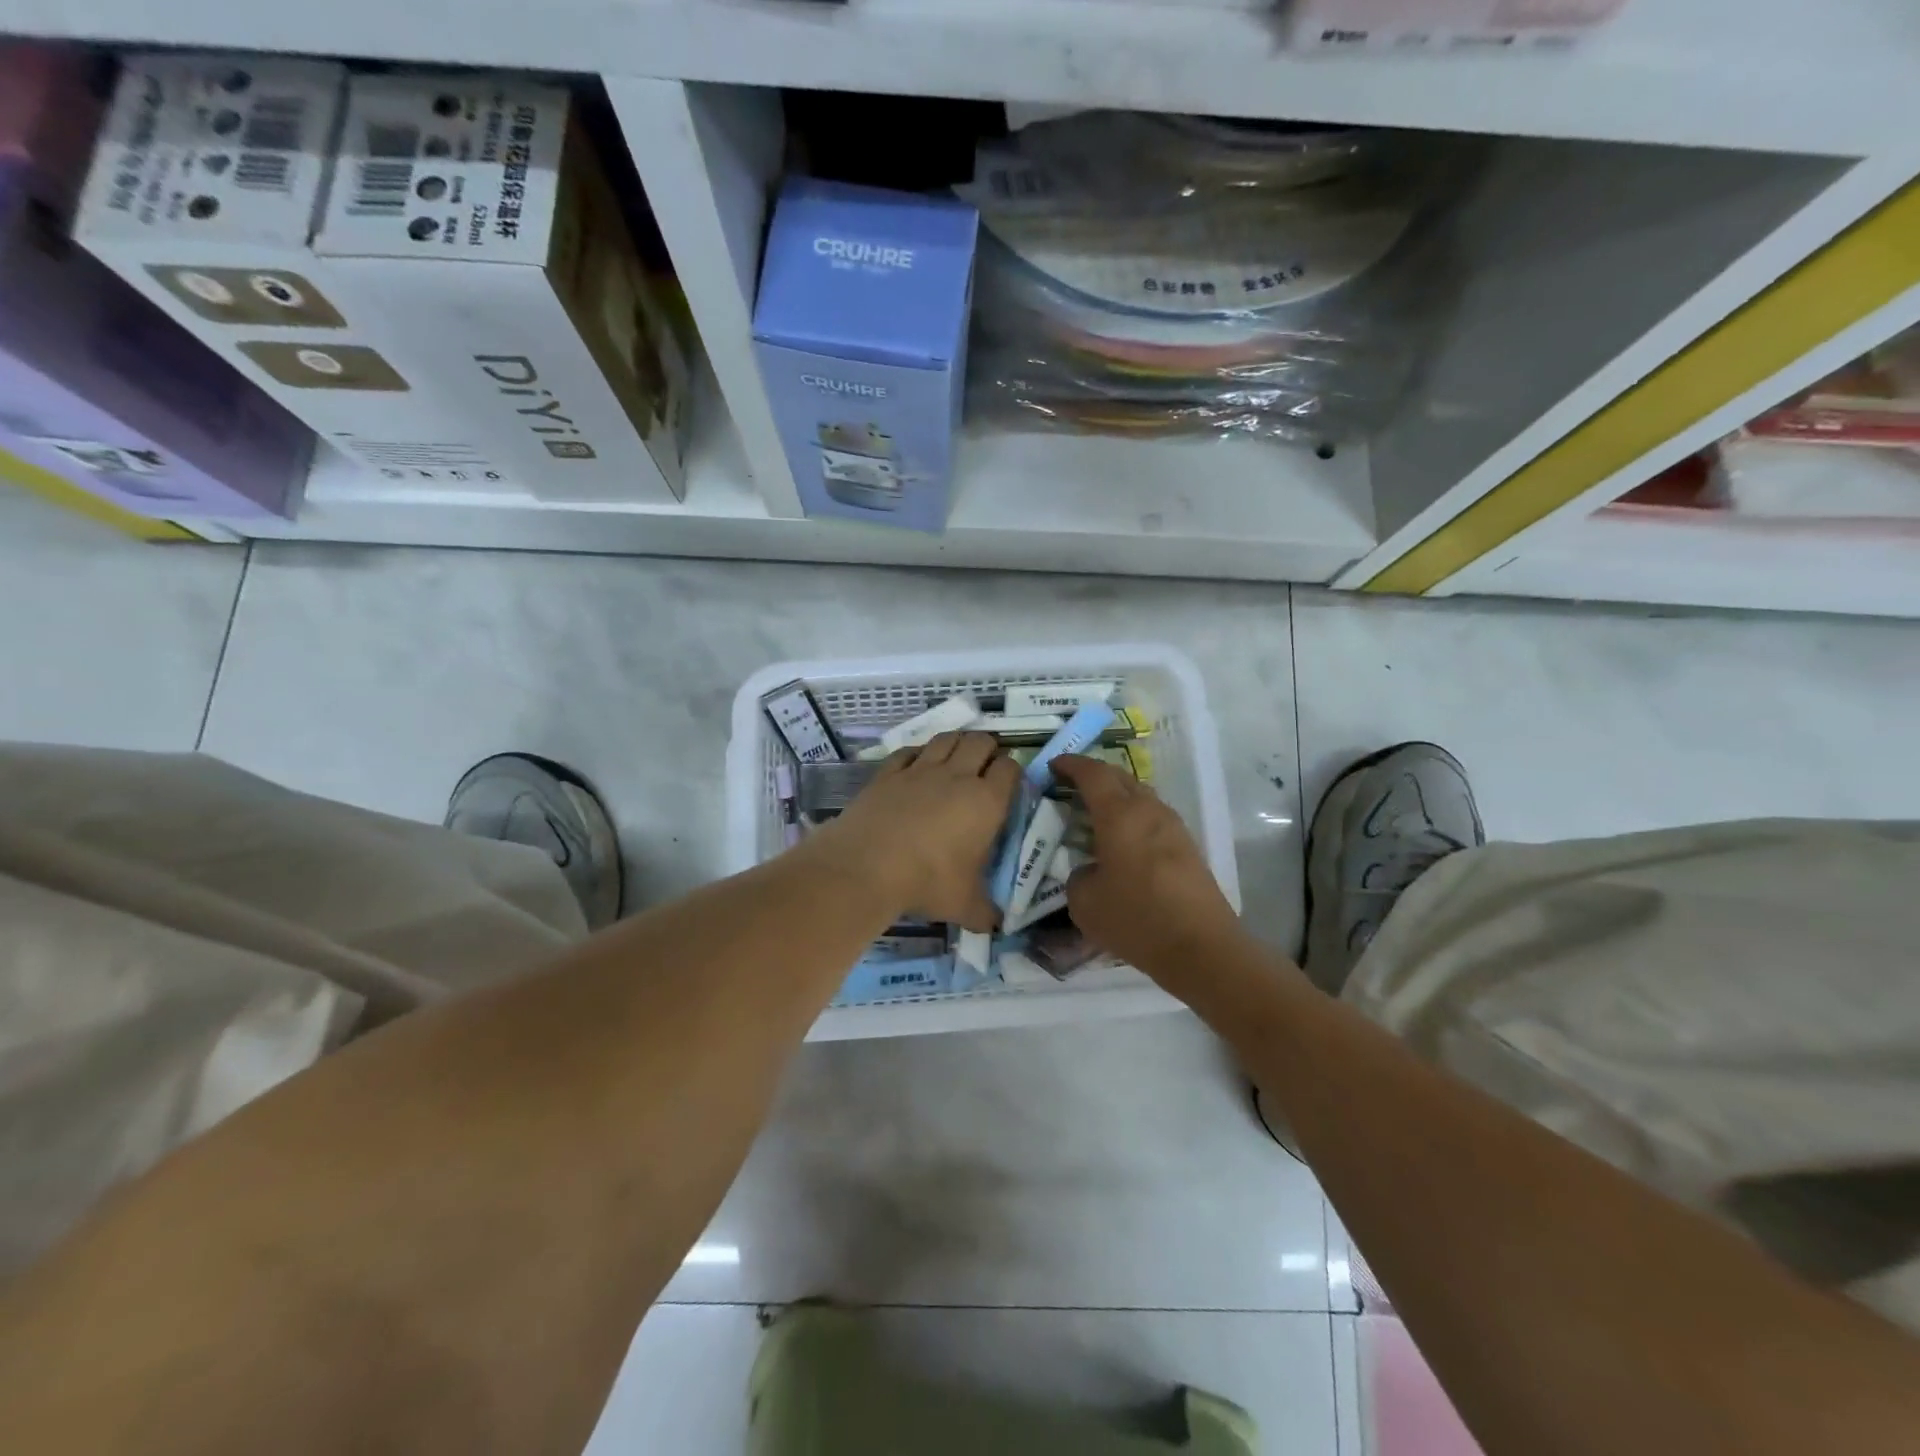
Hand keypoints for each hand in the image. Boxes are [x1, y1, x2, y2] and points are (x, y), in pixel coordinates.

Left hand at [811, 732, 1019, 931]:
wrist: (866, 867)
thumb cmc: (927, 882)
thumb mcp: (965, 906)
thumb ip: (986, 913)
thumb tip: (997, 926)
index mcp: (986, 802)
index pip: (1010, 769)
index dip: (1013, 771)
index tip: (1008, 785)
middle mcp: (957, 776)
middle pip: (981, 741)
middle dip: (988, 748)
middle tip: (985, 766)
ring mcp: (920, 770)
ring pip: (946, 738)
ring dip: (957, 742)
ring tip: (956, 756)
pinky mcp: (889, 772)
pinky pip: (909, 751)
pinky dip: (918, 753)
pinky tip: (917, 764)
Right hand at [1052, 754, 1243, 976]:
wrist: (1201, 948)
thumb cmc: (1136, 919)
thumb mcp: (1084, 903)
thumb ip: (1077, 877)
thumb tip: (1089, 871)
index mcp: (1119, 814)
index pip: (1092, 774)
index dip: (1070, 765)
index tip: (1053, 766)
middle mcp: (1148, 810)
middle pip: (1119, 777)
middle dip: (1093, 776)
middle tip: (1070, 786)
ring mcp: (1173, 827)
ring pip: (1140, 796)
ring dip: (1116, 797)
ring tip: (1095, 814)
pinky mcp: (1188, 847)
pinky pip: (1153, 818)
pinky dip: (1132, 818)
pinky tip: (1121, 842)